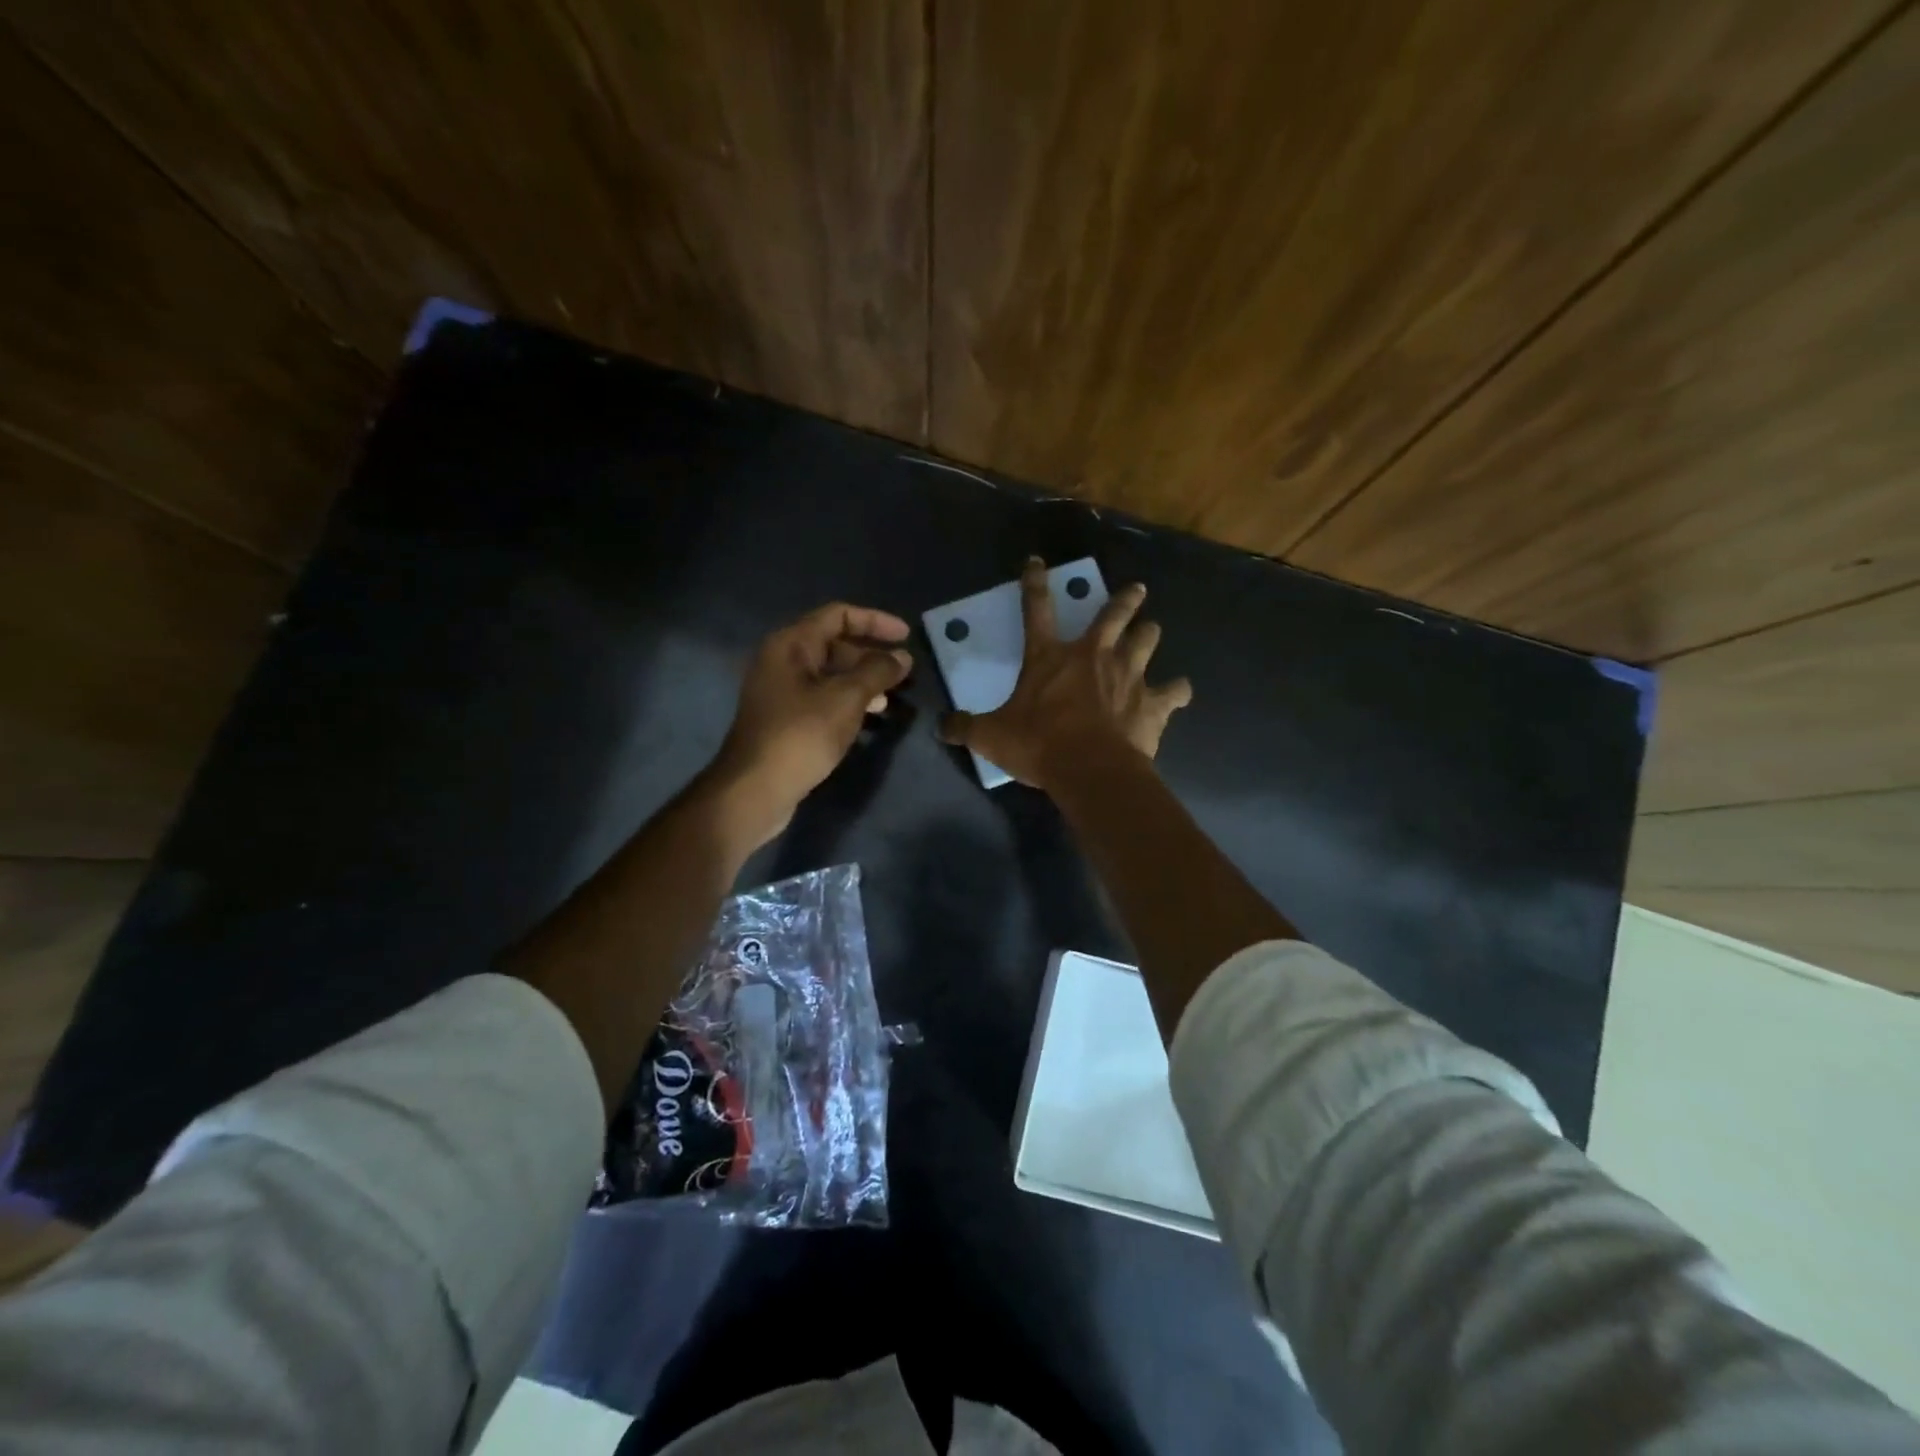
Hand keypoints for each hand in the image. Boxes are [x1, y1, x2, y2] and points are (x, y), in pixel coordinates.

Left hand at [709, 603, 912, 844]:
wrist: (755, 789)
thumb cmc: (801, 735)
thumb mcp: (846, 699)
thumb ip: (877, 672)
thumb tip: (902, 657)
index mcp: (791, 644)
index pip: (838, 615)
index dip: (875, 621)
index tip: (906, 636)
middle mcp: (782, 660)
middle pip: (833, 644)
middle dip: (870, 655)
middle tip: (902, 673)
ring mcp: (780, 691)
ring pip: (829, 674)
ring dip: (862, 681)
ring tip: (890, 699)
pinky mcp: (784, 718)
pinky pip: (822, 697)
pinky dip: (847, 701)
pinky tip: (867, 718)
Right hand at [940, 557, 1191, 789]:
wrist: (1090, 769)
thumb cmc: (1039, 745)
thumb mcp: (991, 736)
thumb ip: (965, 727)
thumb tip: (941, 726)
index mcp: (1050, 658)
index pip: (1036, 610)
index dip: (1034, 583)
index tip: (1036, 561)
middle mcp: (1093, 656)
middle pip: (1113, 615)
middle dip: (1125, 599)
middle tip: (1136, 589)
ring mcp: (1128, 675)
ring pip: (1147, 640)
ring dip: (1149, 634)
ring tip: (1151, 631)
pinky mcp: (1153, 702)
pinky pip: (1174, 691)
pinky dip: (1176, 691)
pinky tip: (1178, 691)